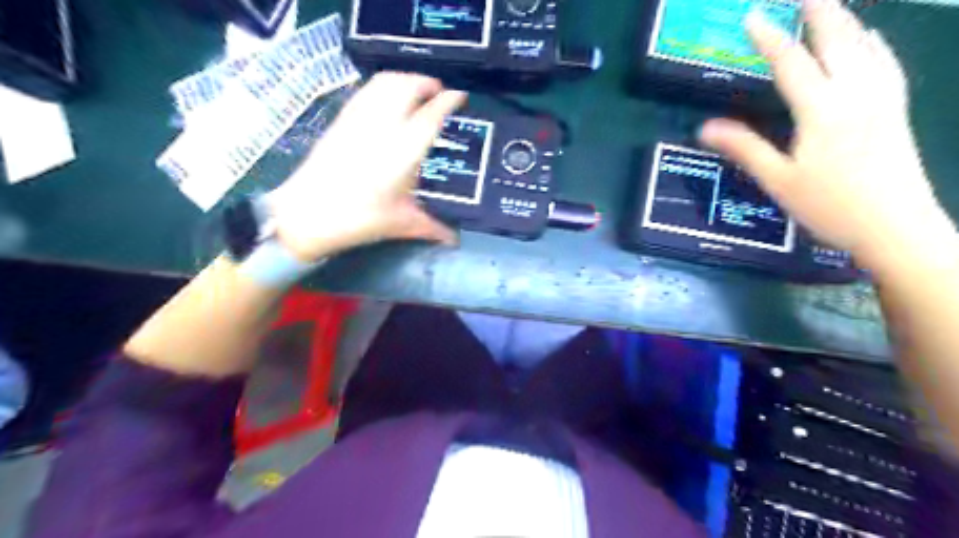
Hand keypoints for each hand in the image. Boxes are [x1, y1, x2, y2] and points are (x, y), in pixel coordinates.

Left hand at [267, 71, 467, 263]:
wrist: (307, 214)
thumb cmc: (360, 219)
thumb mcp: (402, 223)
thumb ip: (433, 228)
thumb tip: (454, 240)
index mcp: (405, 150)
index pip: (432, 114)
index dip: (449, 101)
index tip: (460, 97)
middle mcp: (384, 126)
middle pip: (409, 86)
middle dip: (427, 84)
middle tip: (438, 94)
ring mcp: (360, 118)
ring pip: (386, 82)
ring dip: (406, 81)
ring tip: (416, 93)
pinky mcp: (342, 119)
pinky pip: (367, 90)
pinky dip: (384, 86)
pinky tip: (387, 101)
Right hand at [703, 0, 954, 271]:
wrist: (895, 225)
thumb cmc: (829, 205)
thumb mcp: (777, 179)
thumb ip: (744, 147)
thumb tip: (705, 127)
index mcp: (822, 109)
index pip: (790, 63)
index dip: (769, 38)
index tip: (751, 16)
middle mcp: (856, 92)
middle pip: (836, 38)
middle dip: (817, 10)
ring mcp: (882, 96)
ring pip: (865, 44)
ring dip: (844, 20)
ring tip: (829, 6)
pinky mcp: (896, 107)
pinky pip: (886, 60)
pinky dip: (873, 41)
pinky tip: (870, 37)